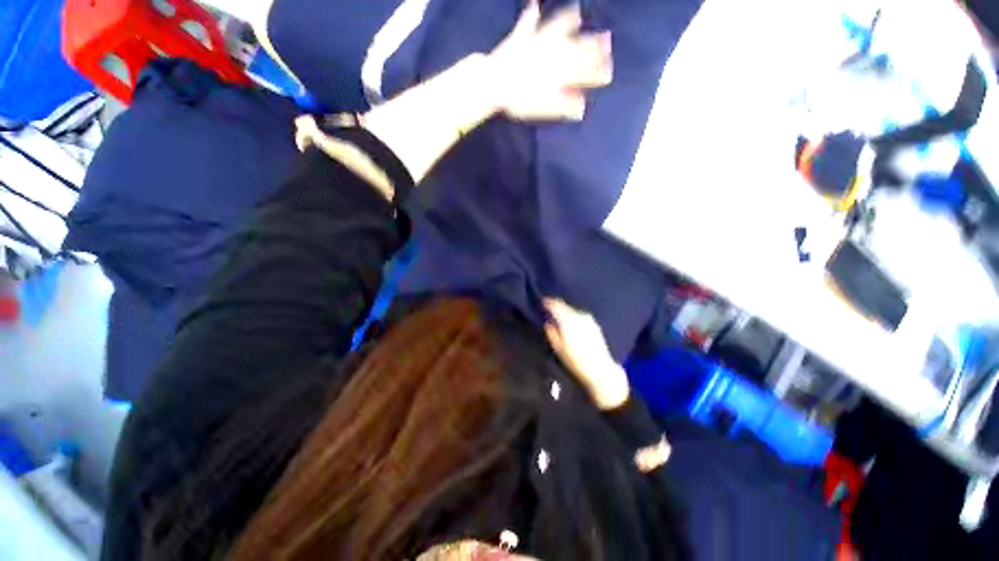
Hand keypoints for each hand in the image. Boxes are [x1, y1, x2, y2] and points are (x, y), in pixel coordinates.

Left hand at [487, 1, 612, 121]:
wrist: (495, 83)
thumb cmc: (521, 99)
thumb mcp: (545, 107)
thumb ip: (564, 105)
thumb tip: (581, 108)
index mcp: (560, 69)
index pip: (584, 70)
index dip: (598, 72)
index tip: (609, 73)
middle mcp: (553, 51)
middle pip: (577, 46)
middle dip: (593, 44)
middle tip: (607, 40)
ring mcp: (537, 41)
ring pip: (557, 27)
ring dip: (568, 20)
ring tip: (577, 12)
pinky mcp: (520, 37)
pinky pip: (526, 23)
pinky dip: (530, 14)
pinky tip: (533, 5)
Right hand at [543, 299, 629, 409]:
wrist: (600, 370)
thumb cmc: (575, 361)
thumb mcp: (558, 348)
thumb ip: (551, 332)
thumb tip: (548, 322)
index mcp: (568, 320)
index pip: (556, 305)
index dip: (548, 302)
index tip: (541, 302)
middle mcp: (579, 315)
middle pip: (565, 307)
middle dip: (556, 307)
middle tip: (548, 310)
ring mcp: (588, 320)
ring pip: (573, 312)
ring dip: (565, 313)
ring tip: (559, 319)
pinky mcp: (595, 325)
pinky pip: (580, 317)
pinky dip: (573, 318)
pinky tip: (571, 326)